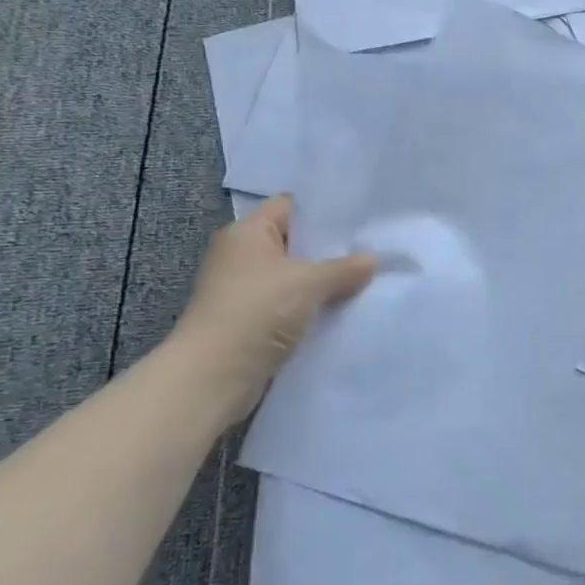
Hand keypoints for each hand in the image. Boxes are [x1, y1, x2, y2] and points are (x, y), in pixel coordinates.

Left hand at [166, 196, 377, 426]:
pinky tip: (343, 310)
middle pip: (295, 242)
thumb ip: (344, 268)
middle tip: (372, 249)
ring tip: (365, 279)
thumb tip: (372, 260)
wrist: (212, 377)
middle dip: (330, 249)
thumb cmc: (257, 312)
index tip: (361, 218)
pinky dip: (312, 307)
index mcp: (247, 233)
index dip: (324, 211)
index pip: (291, 207)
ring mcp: (244, 290)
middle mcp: (241, 255)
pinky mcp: (249, 321)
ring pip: (294, 276)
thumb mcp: (309, 283)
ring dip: (323, 282)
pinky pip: (289, 304)